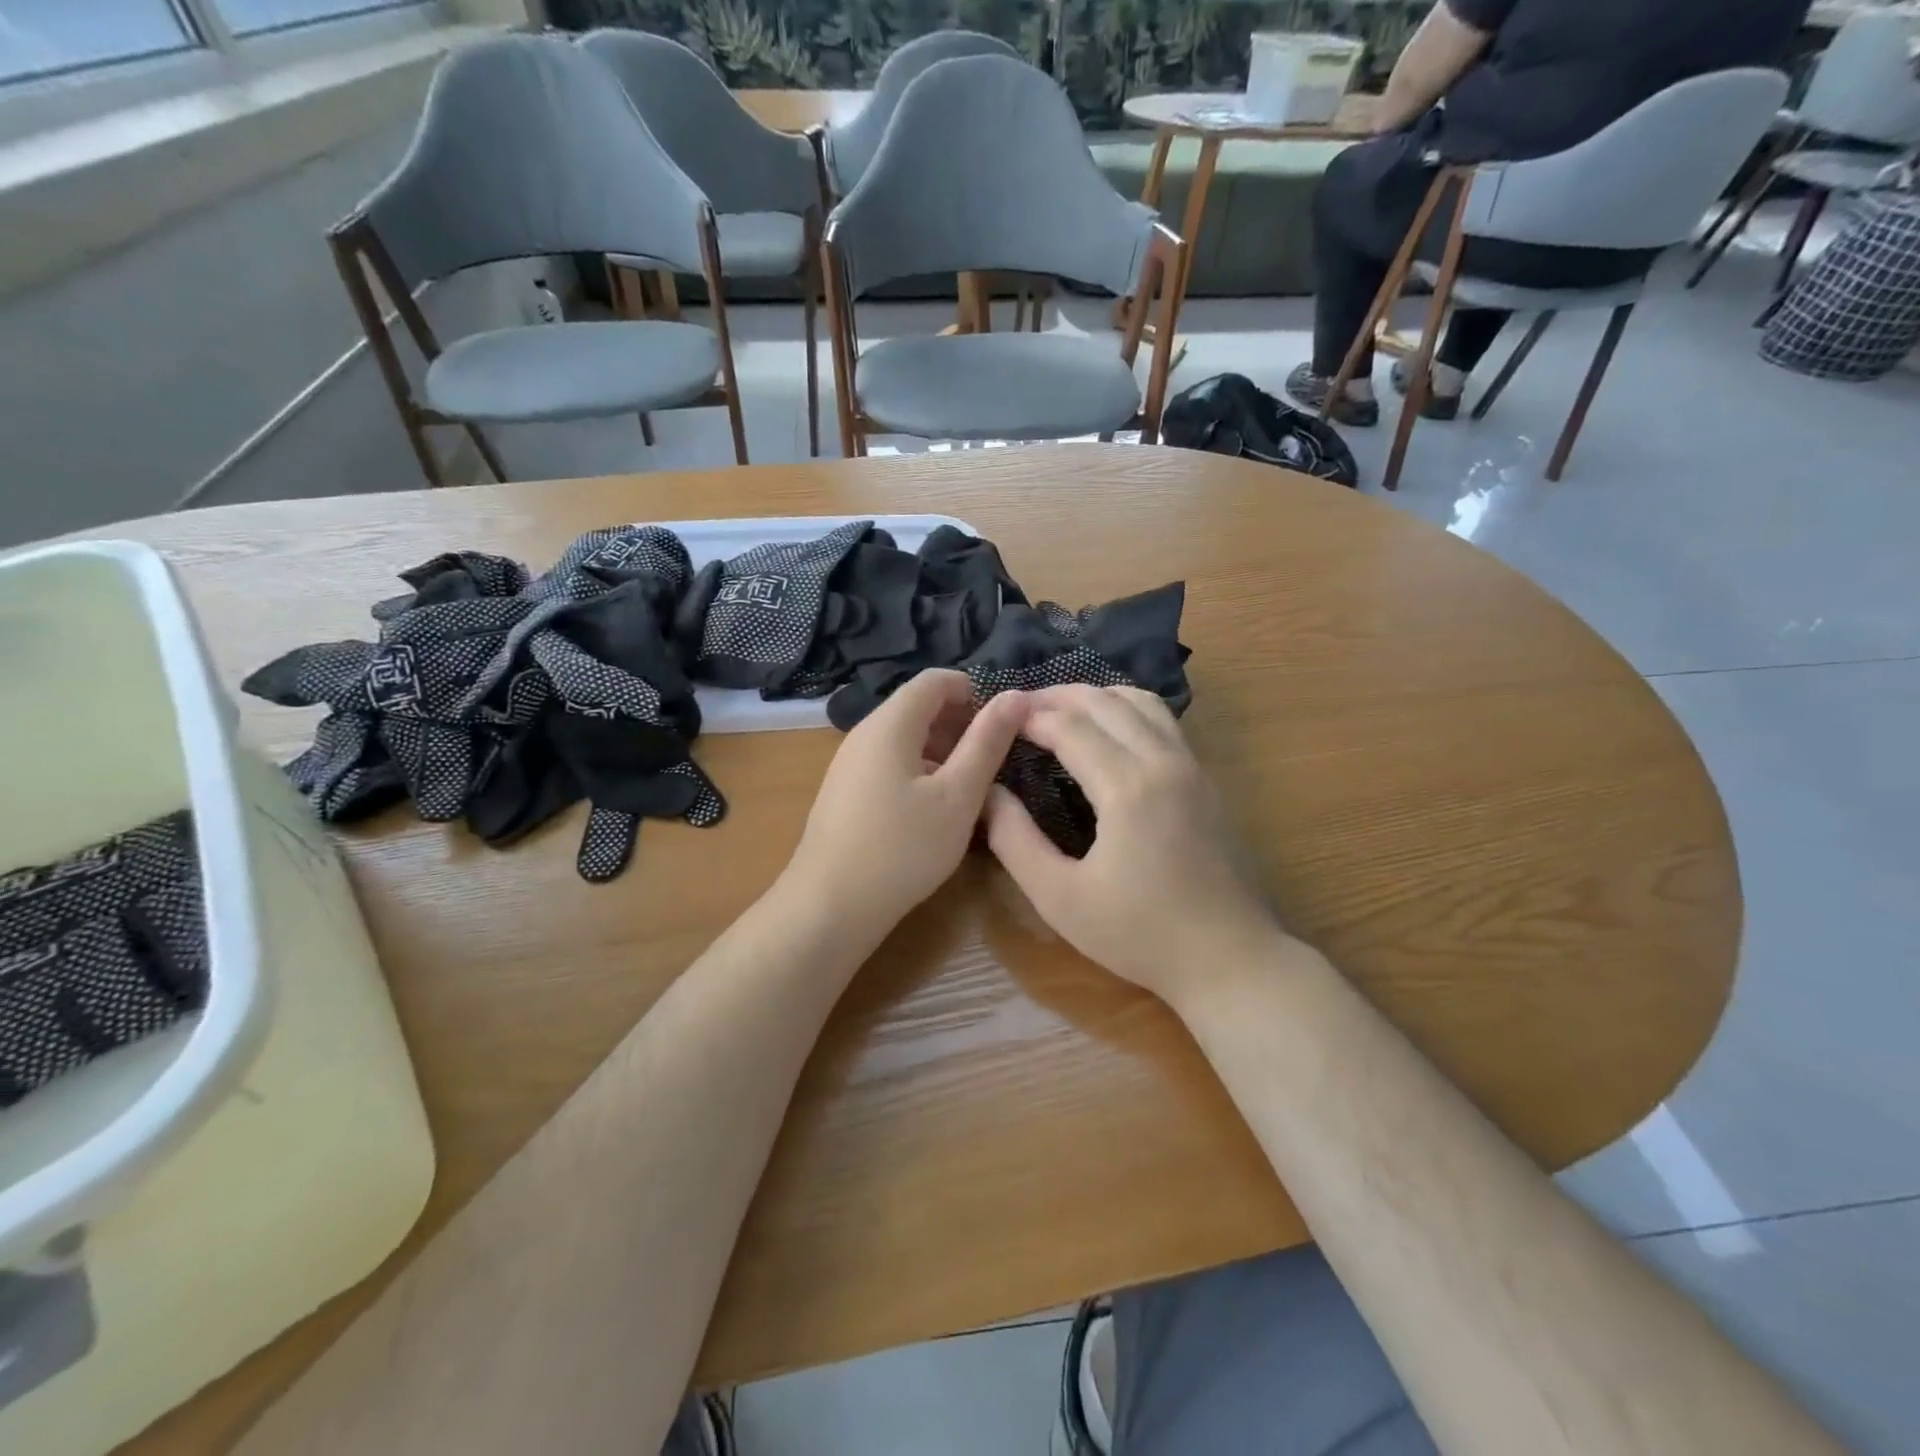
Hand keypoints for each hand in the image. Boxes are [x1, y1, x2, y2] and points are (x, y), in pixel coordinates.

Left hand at [784, 670, 1028, 939]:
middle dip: (960, 722)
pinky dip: (919, 770)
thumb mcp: (957, 796)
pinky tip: (934, 809)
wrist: (830, 907)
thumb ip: (987, 743)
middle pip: (917, 706)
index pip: (935, 680)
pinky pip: (889, 763)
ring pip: (904, 738)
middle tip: (994, 759)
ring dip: (942, 749)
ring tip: (970, 786)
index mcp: (890, 724)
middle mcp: (864, 734)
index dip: (974, 691)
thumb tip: (1015, 696)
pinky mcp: (845, 792)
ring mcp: (849, 764)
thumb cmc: (903, 848)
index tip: (1003, 724)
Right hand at [984, 685, 1285, 1008]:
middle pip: (1105, 701)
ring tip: (1060, 711)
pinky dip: (1126, 709)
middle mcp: (1164, 761)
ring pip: (1141, 701)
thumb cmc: (1139, 935)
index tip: (996, 717)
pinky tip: (1108, 731)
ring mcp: (1192, 766)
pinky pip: (1163, 721)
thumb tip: (988, 792)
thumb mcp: (1059, 897)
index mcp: (1128, 787)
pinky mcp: (1206, 780)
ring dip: (1096, 696)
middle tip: (1018, 708)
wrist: (1230, 959)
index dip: (1029, 716)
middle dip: (1057, 697)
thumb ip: (1014, 840)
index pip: (1069, 726)